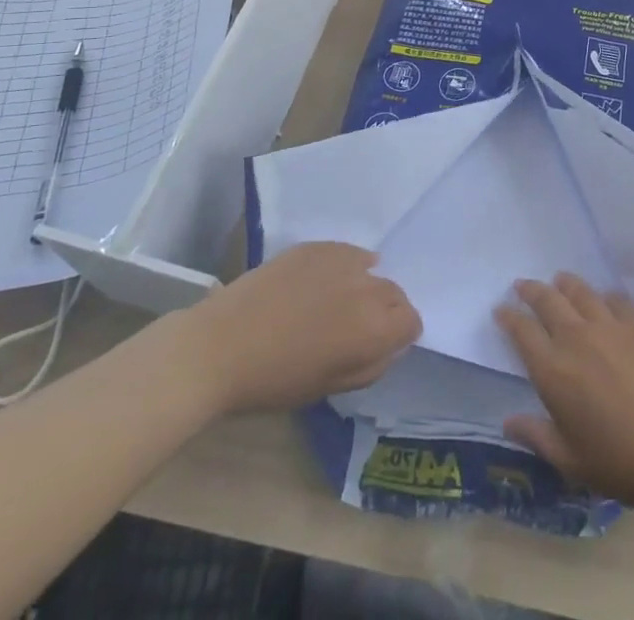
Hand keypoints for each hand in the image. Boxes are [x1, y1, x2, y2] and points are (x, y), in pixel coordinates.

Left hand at [201, 243, 420, 413]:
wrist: (220, 346)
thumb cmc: (273, 380)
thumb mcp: (328, 387)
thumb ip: (369, 365)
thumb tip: (386, 346)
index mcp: (374, 329)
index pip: (412, 322)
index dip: (399, 336)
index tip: (378, 345)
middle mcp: (368, 288)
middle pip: (396, 293)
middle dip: (385, 311)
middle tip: (354, 329)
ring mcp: (343, 260)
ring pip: (373, 270)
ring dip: (364, 286)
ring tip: (335, 303)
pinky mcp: (319, 246)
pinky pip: (348, 253)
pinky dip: (346, 266)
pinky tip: (324, 281)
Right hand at [496, 273, 633, 510]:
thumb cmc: (620, 462)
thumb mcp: (571, 462)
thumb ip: (537, 437)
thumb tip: (508, 422)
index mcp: (553, 372)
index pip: (522, 332)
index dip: (509, 317)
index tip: (500, 309)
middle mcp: (576, 339)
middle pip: (548, 301)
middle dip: (531, 290)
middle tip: (522, 285)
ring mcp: (610, 326)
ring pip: (580, 292)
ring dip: (565, 283)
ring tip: (559, 280)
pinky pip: (616, 299)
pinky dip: (604, 295)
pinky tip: (604, 298)